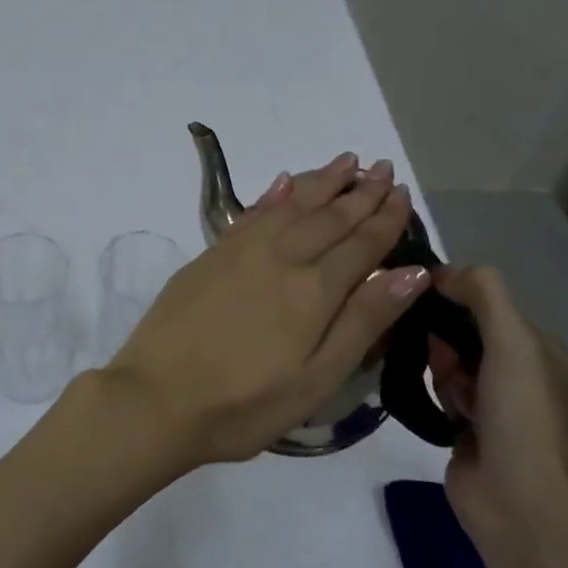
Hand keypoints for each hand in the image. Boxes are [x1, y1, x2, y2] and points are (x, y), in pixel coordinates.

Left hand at [105, 151, 431, 465]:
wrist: (155, 399)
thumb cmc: (244, 404)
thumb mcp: (316, 380)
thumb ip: (363, 321)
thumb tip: (412, 271)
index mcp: (313, 289)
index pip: (361, 243)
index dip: (386, 218)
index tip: (404, 193)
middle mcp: (281, 256)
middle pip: (329, 216)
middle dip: (360, 192)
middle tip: (383, 167)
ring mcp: (241, 251)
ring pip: (291, 204)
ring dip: (321, 181)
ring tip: (346, 162)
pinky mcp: (210, 255)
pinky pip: (252, 212)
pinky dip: (274, 194)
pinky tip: (284, 183)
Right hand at [426, 266, 567, 536]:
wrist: (516, 500)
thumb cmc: (519, 414)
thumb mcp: (512, 340)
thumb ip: (483, 293)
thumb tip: (439, 270)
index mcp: (536, 346)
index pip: (486, 299)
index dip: (453, 291)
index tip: (415, 290)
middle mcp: (515, 369)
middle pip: (462, 328)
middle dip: (442, 333)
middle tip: (430, 348)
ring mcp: (489, 401)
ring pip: (446, 359)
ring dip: (438, 365)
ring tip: (443, 388)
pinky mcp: (463, 426)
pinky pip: (437, 390)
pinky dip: (432, 390)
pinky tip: (433, 401)